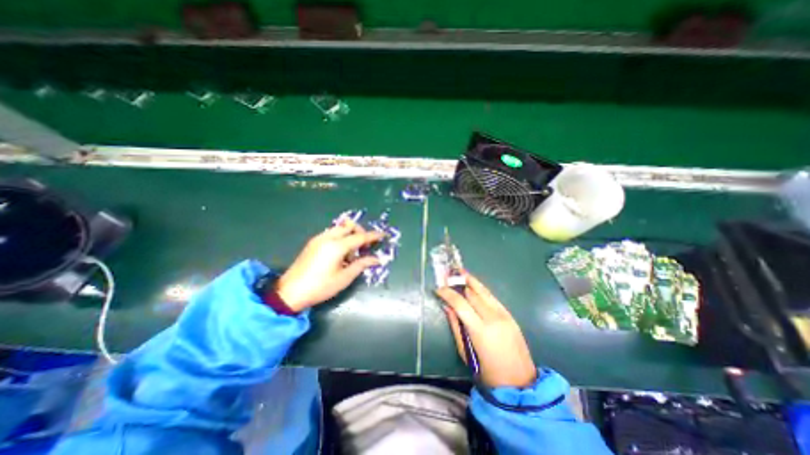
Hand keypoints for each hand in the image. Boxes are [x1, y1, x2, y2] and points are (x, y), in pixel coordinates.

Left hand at [275, 221, 384, 311]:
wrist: (290, 292)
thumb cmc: (320, 287)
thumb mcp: (344, 278)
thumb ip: (361, 265)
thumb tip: (376, 259)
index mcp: (337, 246)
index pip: (360, 237)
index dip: (373, 236)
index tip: (383, 235)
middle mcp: (328, 237)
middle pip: (349, 225)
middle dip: (360, 231)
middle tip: (366, 245)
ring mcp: (319, 238)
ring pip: (340, 228)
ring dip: (350, 234)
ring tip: (352, 252)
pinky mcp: (313, 242)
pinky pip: (331, 233)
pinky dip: (340, 237)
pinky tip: (340, 253)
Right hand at [436, 273, 535, 388]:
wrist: (520, 382)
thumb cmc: (488, 372)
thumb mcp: (466, 352)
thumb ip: (456, 326)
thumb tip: (447, 307)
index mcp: (480, 330)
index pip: (460, 304)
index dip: (448, 294)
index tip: (438, 289)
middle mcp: (493, 318)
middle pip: (472, 293)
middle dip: (458, 284)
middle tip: (447, 277)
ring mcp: (503, 314)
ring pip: (484, 291)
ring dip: (470, 281)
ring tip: (460, 271)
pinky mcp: (509, 314)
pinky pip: (492, 297)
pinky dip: (481, 289)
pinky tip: (473, 285)